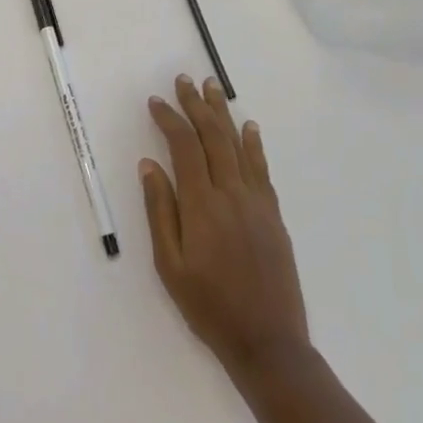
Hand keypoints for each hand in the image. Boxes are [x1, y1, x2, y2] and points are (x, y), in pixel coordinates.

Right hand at [140, 75, 308, 374]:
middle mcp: (232, 194)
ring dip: (223, 115)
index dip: (169, 120)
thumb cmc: (208, 306)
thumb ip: (160, 210)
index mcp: (202, 205)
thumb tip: (149, 165)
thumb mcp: (169, 264)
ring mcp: (257, 203)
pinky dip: (254, 144)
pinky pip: (262, 169)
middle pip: (213, 138)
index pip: (184, 148)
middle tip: (184, 80)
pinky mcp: (273, 215)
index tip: (156, 101)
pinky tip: (249, 127)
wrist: (267, 341)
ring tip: (213, 88)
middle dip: (196, 106)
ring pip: (238, 146)